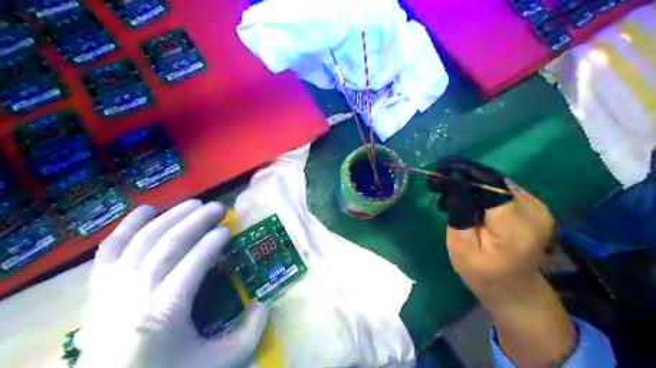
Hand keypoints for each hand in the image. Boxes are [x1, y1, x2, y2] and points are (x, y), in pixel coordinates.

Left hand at [77, 201, 268, 367]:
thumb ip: (247, 335)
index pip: (193, 262)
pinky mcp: (98, 287)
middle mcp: (137, 291)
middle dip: (197, 220)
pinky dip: (128, 225)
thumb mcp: (216, 364)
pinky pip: (111, 247)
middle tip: (218, 207)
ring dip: (171, 216)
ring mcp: (113, 287)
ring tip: (194, 203)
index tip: (228, 230)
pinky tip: (148, 210)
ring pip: (143, 239)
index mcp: (166, 309)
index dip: (213, 241)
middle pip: (169, 243)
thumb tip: (263, 304)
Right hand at [426, 156, 552, 294]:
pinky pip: (501, 188)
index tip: (438, 172)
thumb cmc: (482, 274)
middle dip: (463, 176)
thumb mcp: (461, 247)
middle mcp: (534, 211)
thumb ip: (460, 212)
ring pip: (496, 182)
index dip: (463, 174)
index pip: (489, 187)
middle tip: (437, 180)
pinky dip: (480, 189)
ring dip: (470, 182)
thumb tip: (453, 179)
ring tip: (446, 190)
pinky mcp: (533, 206)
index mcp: (516, 227)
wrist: (514, 289)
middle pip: (493, 181)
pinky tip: (464, 196)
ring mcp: (538, 207)